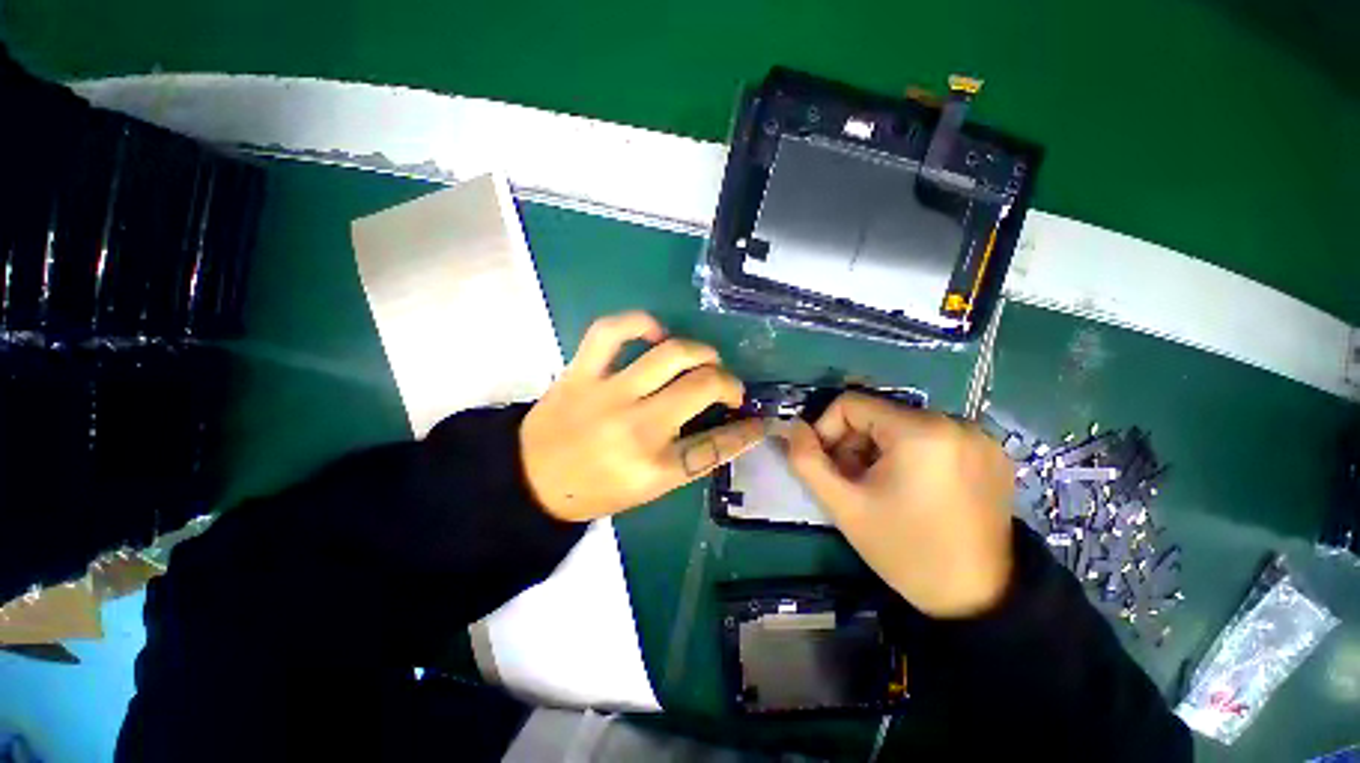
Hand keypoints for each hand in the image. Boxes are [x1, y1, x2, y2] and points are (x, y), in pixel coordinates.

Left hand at [521, 311, 765, 521]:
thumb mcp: (648, 489)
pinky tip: (656, 333)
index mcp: (653, 468)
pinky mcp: (581, 372)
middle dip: (729, 383)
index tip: (761, 420)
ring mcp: (607, 393)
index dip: (747, 431)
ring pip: (670, 355)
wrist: (529, 479)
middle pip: (701, 388)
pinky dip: (640, 322)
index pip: (717, 445)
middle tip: (729, 387)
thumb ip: (689, 459)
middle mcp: (636, 428)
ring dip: (699, 351)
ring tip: (705, 358)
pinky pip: (613, 331)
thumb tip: (729, 431)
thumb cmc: (593, 490)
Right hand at [783, 392, 1014, 618]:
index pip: (851, 404)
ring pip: (901, 424)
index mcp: (920, 431)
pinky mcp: (991, 450)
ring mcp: (978, 435)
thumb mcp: (843, 507)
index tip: (829, 467)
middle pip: (877, 413)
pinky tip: (912, 487)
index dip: (827, 430)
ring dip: (879, 449)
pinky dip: (909, 453)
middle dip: (854, 443)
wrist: (977, 598)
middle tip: (854, 482)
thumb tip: (794, 429)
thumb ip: (807, 461)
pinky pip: (931, 435)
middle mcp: (955, 422)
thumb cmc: (905, 551)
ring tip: (881, 487)